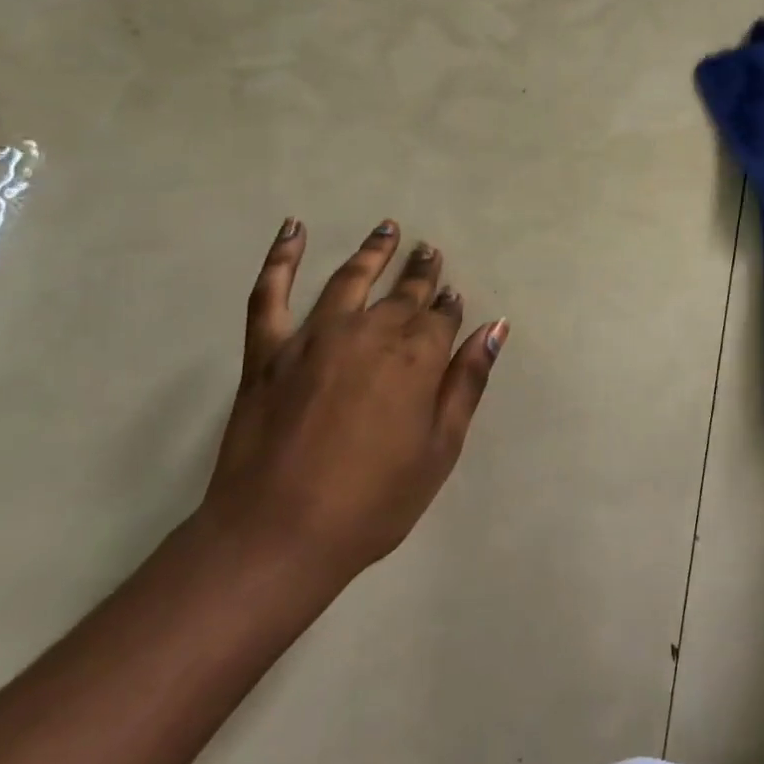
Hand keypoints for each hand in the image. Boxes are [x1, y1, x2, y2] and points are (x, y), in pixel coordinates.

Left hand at [197, 218, 507, 584]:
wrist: (278, 535)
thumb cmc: (372, 502)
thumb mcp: (439, 449)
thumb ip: (467, 382)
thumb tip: (494, 327)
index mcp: (416, 357)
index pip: (441, 316)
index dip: (450, 305)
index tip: (454, 294)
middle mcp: (370, 332)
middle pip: (403, 293)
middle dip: (421, 270)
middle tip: (429, 250)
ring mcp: (315, 336)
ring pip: (351, 279)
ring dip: (373, 251)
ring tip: (387, 229)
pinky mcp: (269, 349)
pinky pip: (271, 293)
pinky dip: (282, 257)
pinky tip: (293, 228)